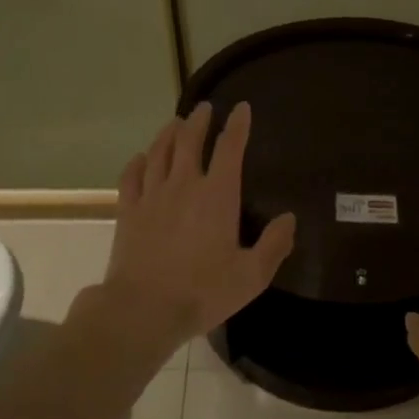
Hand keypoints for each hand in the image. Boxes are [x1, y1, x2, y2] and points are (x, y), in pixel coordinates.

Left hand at [96, 102, 296, 353]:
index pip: (229, 148)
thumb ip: (273, 245)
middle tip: (204, 108)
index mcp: (217, 195)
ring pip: (159, 152)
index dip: (237, 125)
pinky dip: (137, 162)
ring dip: (168, 134)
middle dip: (199, 121)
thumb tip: (290, 218)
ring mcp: (152, 196)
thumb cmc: (203, 292)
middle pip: (189, 141)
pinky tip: (141, 158)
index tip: (241, 108)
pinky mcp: (128, 211)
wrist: (143, 309)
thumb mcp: (251, 276)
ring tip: (175, 123)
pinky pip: (131, 177)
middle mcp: (184, 185)